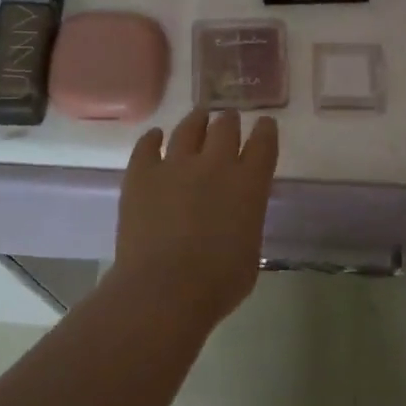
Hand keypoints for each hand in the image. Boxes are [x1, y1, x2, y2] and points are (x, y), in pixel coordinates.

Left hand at [110, 109, 278, 328]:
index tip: (264, 124)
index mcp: (249, 184)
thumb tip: (235, 216)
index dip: (265, 131)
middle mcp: (215, 164)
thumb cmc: (218, 283)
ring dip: (196, 121)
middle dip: (229, 122)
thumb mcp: (250, 251)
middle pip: (225, 128)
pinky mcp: (141, 173)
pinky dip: (153, 138)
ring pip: (188, 128)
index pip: (263, 144)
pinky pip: (147, 145)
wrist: (165, 288)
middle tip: (228, 120)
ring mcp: (175, 164)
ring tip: (198, 117)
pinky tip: (155, 136)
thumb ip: (246, 222)